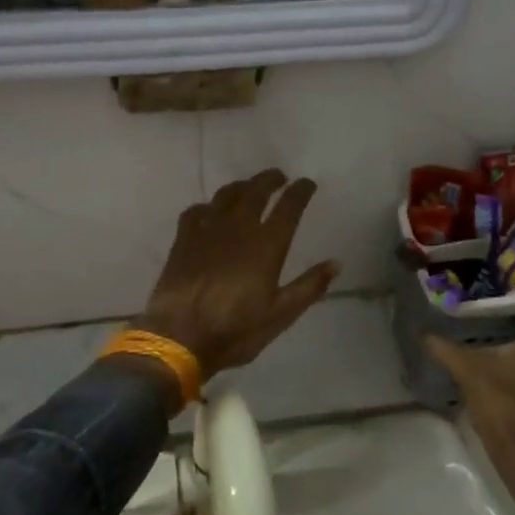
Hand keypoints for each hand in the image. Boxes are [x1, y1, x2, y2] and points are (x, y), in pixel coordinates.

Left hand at [131, 170, 341, 384]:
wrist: (179, 337)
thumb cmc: (236, 329)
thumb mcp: (280, 315)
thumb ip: (309, 287)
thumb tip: (336, 263)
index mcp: (267, 245)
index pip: (288, 207)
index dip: (300, 191)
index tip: (307, 183)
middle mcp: (238, 228)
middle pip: (256, 191)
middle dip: (270, 180)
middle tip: (279, 177)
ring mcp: (207, 230)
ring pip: (226, 195)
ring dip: (241, 186)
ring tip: (248, 187)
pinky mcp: (183, 239)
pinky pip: (196, 211)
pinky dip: (208, 206)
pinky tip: (209, 212)